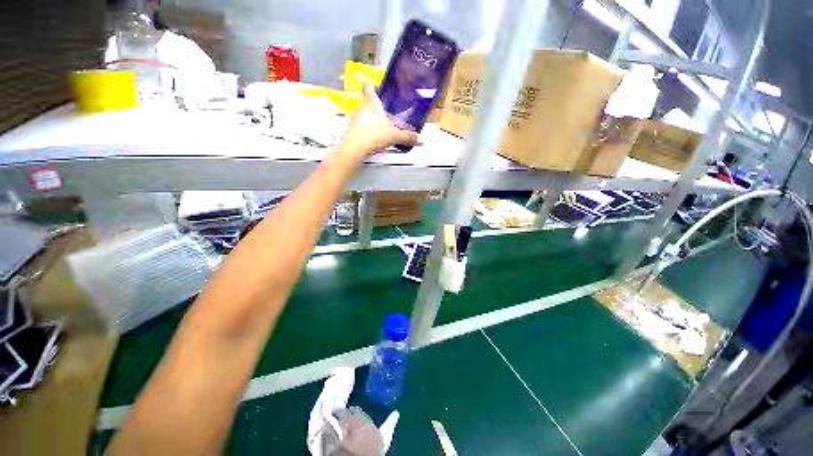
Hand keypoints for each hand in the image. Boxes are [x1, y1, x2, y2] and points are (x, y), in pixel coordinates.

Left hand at [340, 82, 419, 158]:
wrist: (356, 148)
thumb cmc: (375, 135)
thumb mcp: (395, 136)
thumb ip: (407, 136)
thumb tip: (419, 138)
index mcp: (372, 104)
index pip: (368, 86)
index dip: (372, 85)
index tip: (377, 88)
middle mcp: (361, 108)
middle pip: (368, 103)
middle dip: (376, 110)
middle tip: (386, 118)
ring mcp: (354, 118)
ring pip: (363, 116)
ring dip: (371, 122)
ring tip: (380, 132)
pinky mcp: (350, 129)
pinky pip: (359, 127)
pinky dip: (365, 131)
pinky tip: (372, 140)